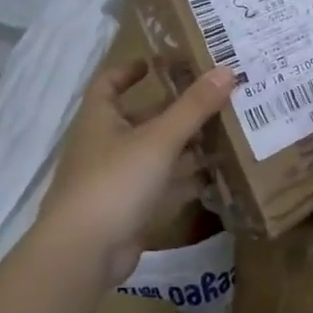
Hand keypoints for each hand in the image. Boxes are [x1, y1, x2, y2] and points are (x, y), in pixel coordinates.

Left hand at [39, 60, 236, 287]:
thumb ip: (194, 107)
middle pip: (140, 119)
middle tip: (212, 98)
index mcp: (99, 119)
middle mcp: (103, 145)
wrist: (85, 251)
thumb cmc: (115, 182)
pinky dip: (183, 180)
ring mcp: (114, 180)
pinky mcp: (127, 209)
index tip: (158, 62)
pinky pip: (159, 186)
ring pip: (153, 154)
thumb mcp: (159, 139)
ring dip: (183, 145)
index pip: (109, 83)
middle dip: (173, 109)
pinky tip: (213, 176)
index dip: (130, 70)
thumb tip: (227, 70)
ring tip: (223, 132)